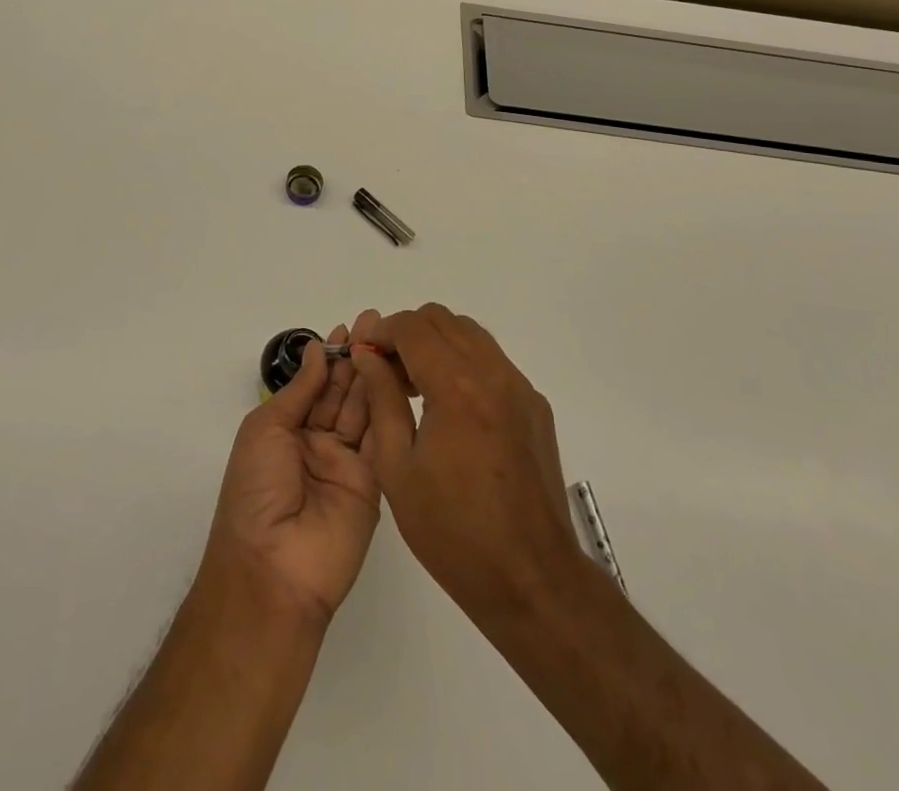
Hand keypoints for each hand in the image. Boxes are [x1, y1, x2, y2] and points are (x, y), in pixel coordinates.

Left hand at [201, 326, 379, 624]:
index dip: (331, 357)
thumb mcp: (266, 430)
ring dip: (374, 376)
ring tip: (389, 341)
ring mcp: (347, 464)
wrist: (272, 569)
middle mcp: (318, 444)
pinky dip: (389, 409)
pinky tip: (397, 378)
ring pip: (363, 411)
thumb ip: (299, 390)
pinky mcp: (374, 484)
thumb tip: (318, 349)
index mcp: (286, 431)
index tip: (349, 327)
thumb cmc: (255, 492)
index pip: (315, 385)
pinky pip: (382, 440)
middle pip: (342, 393)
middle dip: (356, 358)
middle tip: (377, 323)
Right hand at [351, 304, 585, 622]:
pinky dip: (464, 363)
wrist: (531, 578)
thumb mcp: (398, 468)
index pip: (412, 327)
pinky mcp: (535, 406)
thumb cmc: (453, 532)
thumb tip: (367, 356)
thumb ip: (382, 400)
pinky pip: (493, 361)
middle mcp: (492, 373)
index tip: (364, 353)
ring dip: (438, 344)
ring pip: (470, 334)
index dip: (381, 332)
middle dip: (408, 333)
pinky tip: (451, 409)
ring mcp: (519, 387)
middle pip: (442, 320)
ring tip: (416, 387)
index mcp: (455, 386)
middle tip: (388, 371)